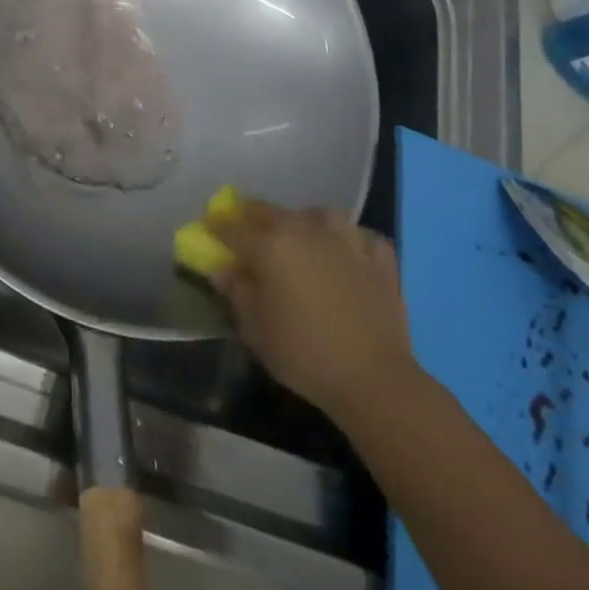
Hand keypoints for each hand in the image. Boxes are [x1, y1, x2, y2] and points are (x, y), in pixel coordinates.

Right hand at [210, 202, 418, 419]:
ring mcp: (346, 241)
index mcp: (269, 246)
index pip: (233, 228)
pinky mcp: (379, 259)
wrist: (373, 378)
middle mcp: (305, 231)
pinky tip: (347, 250)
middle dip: (253, 215)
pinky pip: (361, 236)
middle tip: (246, 227)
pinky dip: (351, 238)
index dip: (217, 226)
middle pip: (272, 211)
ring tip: (302, 232)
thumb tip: (223, 269)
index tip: (209, 227)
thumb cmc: (303, 353)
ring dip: (305, 219)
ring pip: (320, 214)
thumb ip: (236, 292)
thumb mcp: (254, 329)